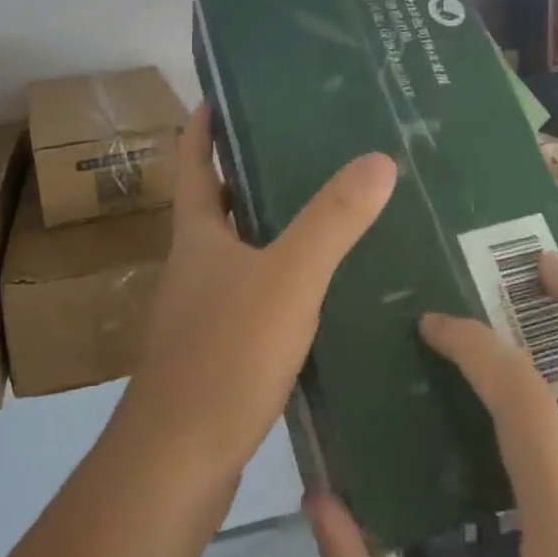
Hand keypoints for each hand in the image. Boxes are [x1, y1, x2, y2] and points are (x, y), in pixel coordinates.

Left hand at [119, 106, 396, 487]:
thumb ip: (332, 221)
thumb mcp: (287, 278)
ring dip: (271, 226)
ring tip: (326, 209)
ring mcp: (203, 309)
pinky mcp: (220, 349)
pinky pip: (254, 294)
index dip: (203, 125)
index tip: (223, 93)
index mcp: (197, 234)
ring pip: (239, 250)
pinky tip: (321, 288)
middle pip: (217, 202)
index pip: (192, 161)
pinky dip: (281, 278)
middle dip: (249, 171)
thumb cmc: (224, 355)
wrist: (178, 464)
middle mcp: (194, 264)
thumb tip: (379, 159)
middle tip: (304, 146)